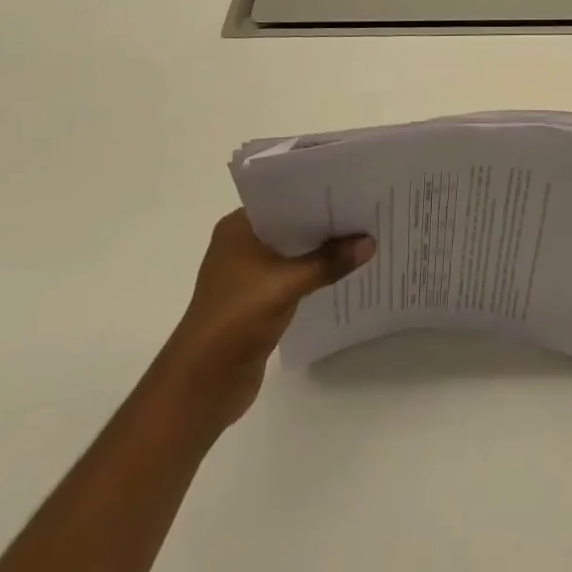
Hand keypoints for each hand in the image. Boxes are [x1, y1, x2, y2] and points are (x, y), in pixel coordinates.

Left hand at [159, 210, 373, 431]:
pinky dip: (316, 272)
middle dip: (327, 221)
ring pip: (296, 251)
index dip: (318, 192)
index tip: (354, 185)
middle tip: (368, 207)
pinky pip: (295, 275)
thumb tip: (370, 242)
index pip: (284, 197)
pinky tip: (345, 269)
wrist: (200, 387)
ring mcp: (250, 274)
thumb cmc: (234, 321)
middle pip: (293, 224)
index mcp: (238, 229)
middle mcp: (242, 245)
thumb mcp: (285, 285)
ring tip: (365, 235)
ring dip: (323, 249)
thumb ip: (328, 262)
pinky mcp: (259, 300)